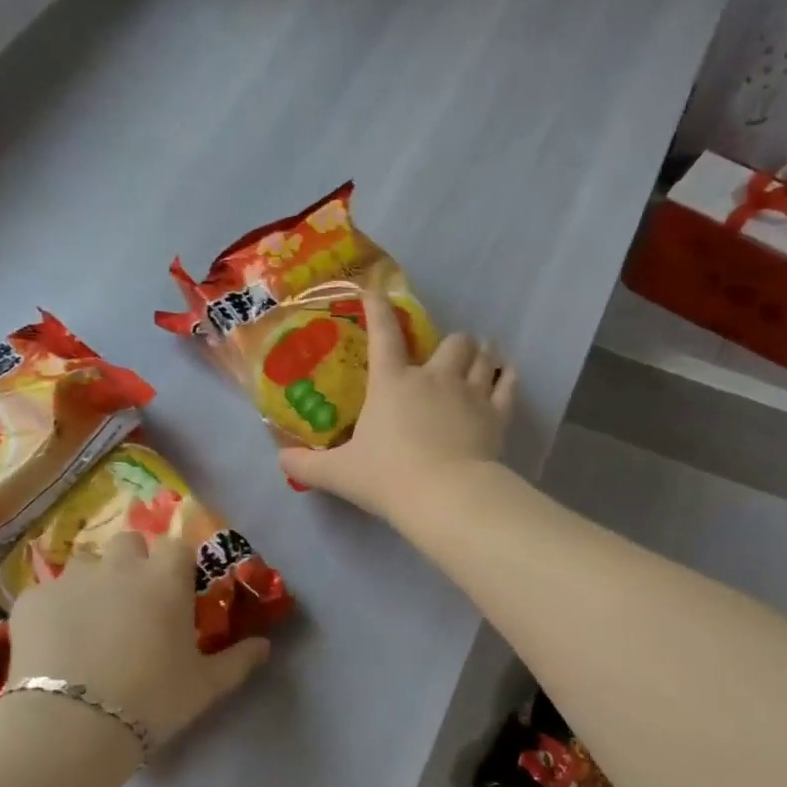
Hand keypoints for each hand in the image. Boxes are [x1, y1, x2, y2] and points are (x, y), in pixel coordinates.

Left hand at [6, 533, 269, 747]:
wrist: (72, 724)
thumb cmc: (152, 699)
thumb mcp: (205, 686)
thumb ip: (238, 660)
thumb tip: (265, 646)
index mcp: (166, 578)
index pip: (177, 546)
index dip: (176, 565)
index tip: (176, 592)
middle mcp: (120, 566)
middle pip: (129, 542)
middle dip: (132, 562)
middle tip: (132, 603)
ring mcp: (71, 579)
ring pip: (85, 564)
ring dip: (92, 583)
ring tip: (89, 624)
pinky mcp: (32, 600)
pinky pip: (46, 594)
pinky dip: (53, 611)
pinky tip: (52, 644)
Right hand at [279, 288, 515, 523]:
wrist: (444, 495)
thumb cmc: (388, 478)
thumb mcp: (339, 474)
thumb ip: (306, 467)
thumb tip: (280, 461)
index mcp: (393, 382)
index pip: (384, 334)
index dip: (378, 308)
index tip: (375, 291)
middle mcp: (433, 377)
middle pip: (451, 341)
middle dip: (451, 341)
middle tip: (447, 352)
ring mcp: (469, 392)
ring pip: (482, 356)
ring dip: (481, 352)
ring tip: (482, 351)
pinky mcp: (496, 414)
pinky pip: (506, 385)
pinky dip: (506, 377)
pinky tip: (506, 373)